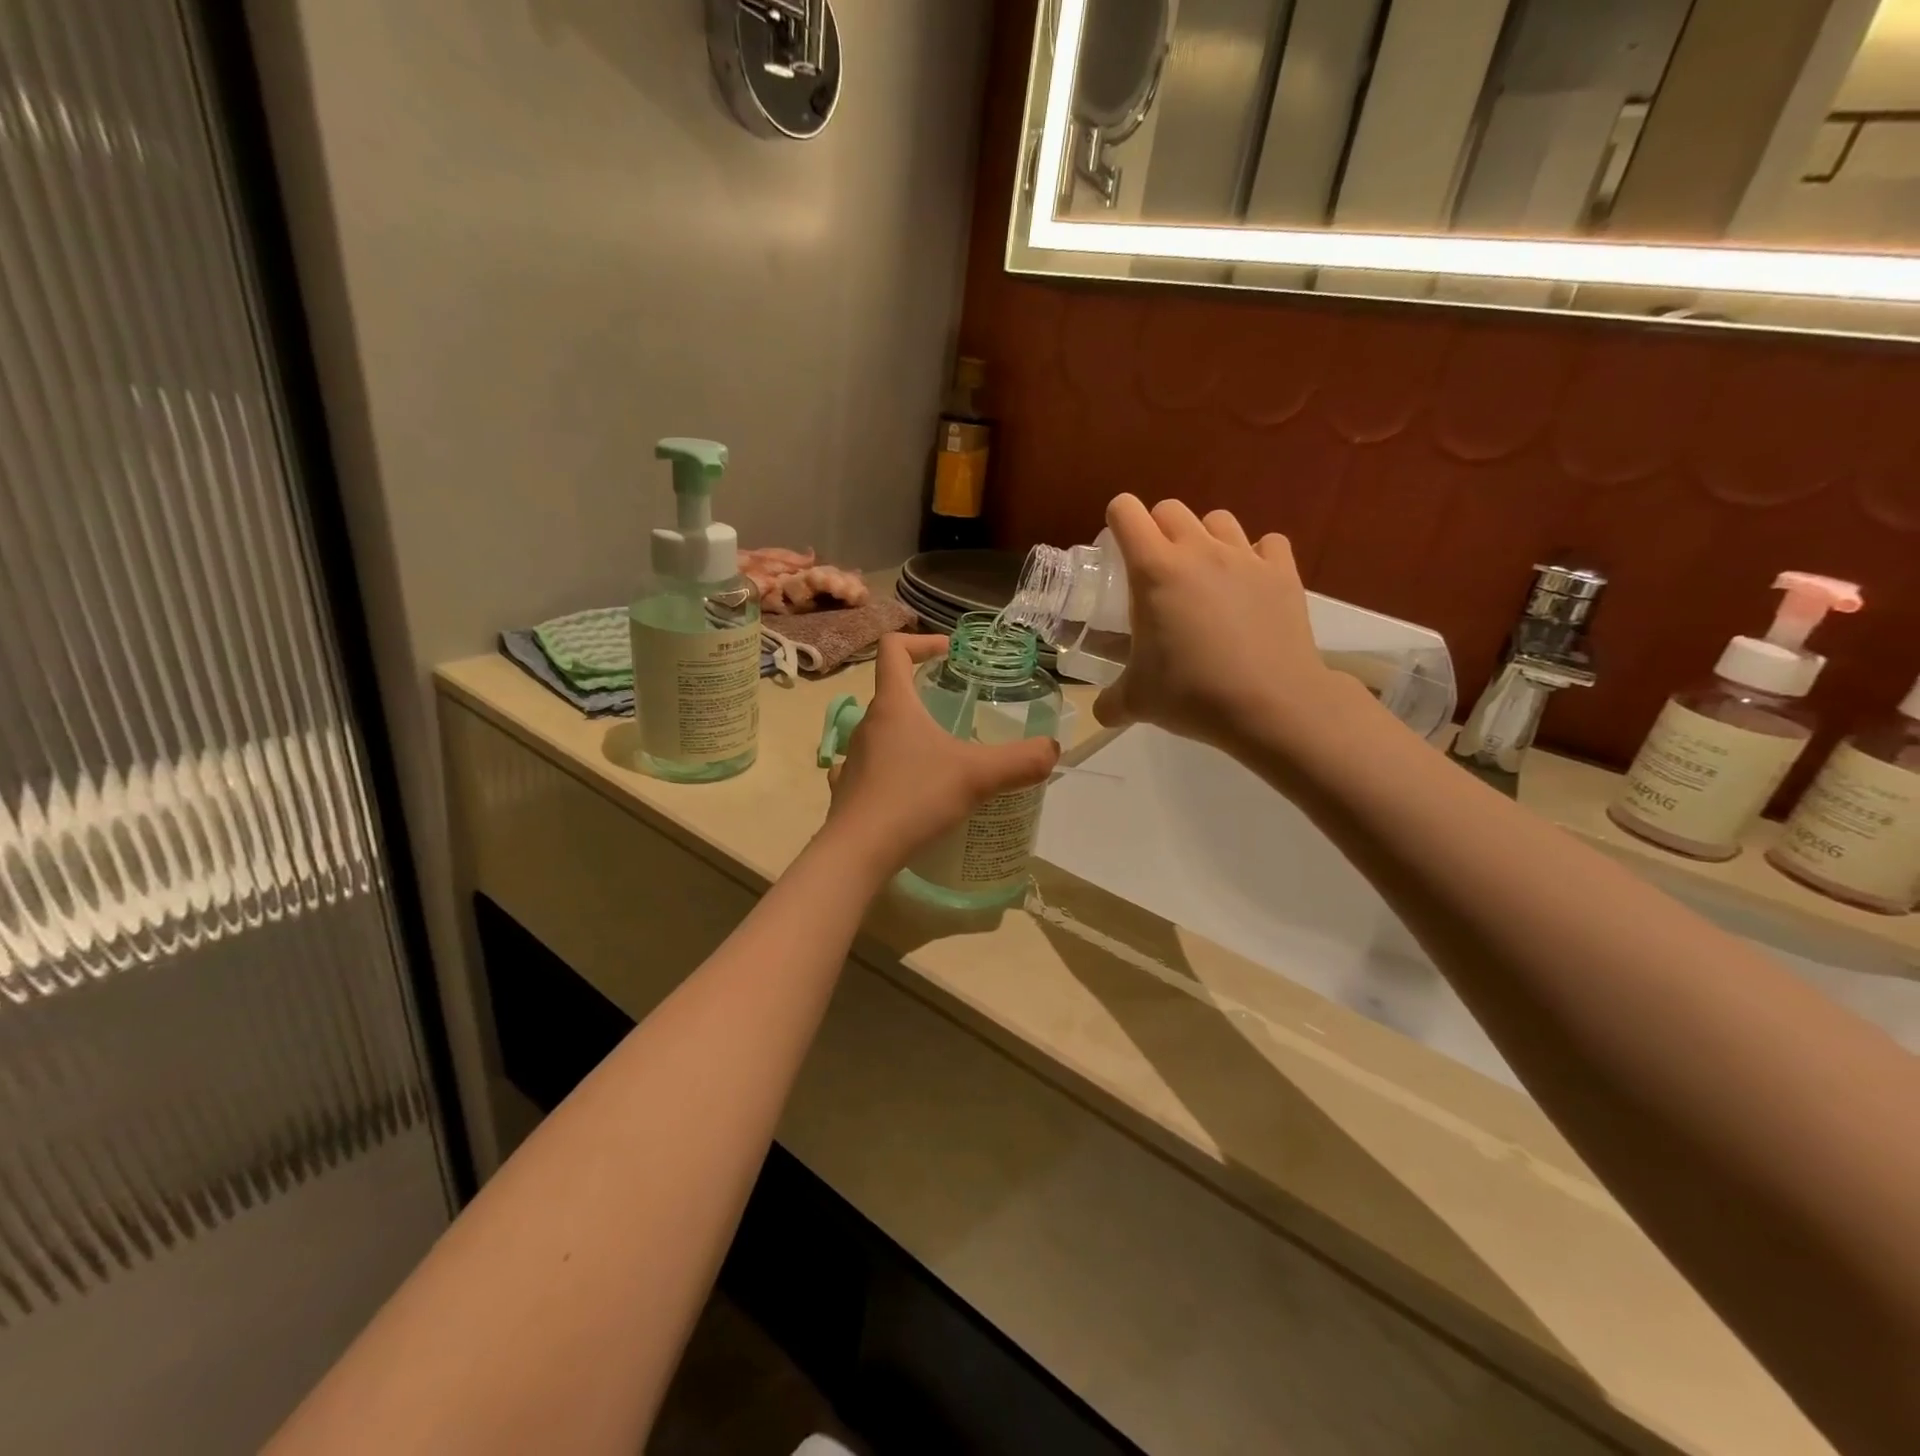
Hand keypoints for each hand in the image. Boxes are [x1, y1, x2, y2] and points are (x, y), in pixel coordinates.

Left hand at [823, 634, 1058, 877]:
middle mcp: (867, 725)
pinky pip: (870, 768)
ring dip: (909, 735)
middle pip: (892, 692)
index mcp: (893, 705)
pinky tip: (910, 792)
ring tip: (941, 757)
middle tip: (958, 712)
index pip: (893, 649)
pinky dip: (891, 771)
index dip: (921, 641)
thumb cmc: (915, 799)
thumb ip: (1021, 761)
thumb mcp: (977, 776)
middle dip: (925, 695)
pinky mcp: (847, 791)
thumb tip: (1053, 749)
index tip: (949, 653)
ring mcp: (851, 758)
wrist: (858, 852)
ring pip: (881, 732)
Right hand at [1093, 495, 1356, 755]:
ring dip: (1205, 538)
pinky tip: (1251, 582)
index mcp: (1154, 570)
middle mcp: (1198, 551)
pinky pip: (1268, 543)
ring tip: (1204, 573)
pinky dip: (1257, 555)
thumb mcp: (1137, 701)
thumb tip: (1102, 712)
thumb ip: (1111, 702)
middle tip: (1157, 568)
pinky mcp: (1283, 572)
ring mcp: (1245, 557)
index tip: (1117, 548)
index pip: (1126, 512)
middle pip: (1170, 509)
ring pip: (1218, 519)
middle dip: (1158, 529)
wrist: (1270, 705)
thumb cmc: (1192, 694)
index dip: (1117, 521)